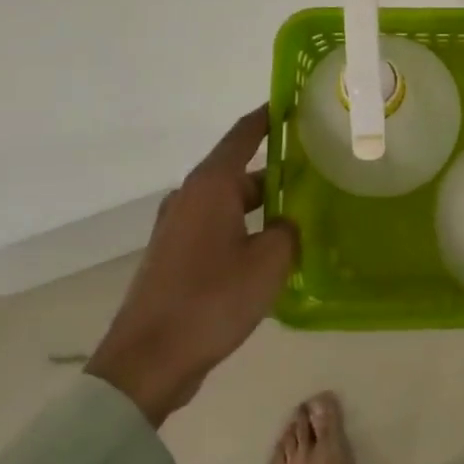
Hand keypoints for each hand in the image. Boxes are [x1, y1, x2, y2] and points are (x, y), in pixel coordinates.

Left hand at [86, 108, 298, 426]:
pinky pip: (217, 227)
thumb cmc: (212, 300)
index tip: (293, 102)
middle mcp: (190, 197)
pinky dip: (243, 227)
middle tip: (315, 169)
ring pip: (228, 202)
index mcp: (211, 186)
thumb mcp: (269, 262)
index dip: (268, 117)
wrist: (148, 361)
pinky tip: (269, 250)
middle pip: (238, 170)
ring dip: (260, 203)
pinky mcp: (174, 256)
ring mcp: (177, 227)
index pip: (244, 135)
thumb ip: (288, 232)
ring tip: (300, 211)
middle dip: (275, 168)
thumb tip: (287, 223)